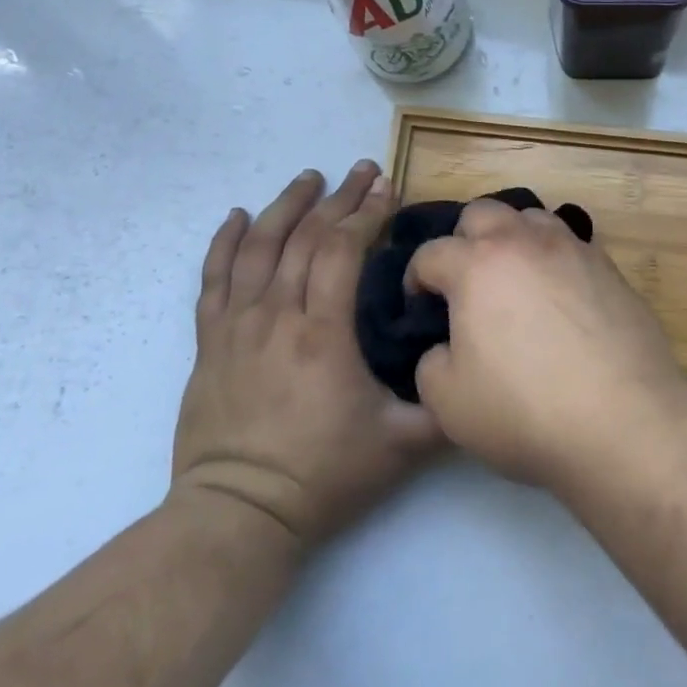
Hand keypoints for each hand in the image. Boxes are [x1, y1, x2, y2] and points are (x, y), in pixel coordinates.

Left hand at [172, 163, 441, 550]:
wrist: (238, 515)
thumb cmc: (323, 476)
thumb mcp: (402, 446)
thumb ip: (445, 405)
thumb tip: (476, 368)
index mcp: (322, 332)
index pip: (342, 250)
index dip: (366, 213)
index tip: (388, 188)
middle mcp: (276, 316)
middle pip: (305, 237)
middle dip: (338, 198)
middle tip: (363, 170)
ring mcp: (237, 326)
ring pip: (259, 247)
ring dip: (286, 206)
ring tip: (310, 177)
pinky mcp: (210, 343)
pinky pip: (213, 279)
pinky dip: (224, 242)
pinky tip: (237, 216)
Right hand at [405, 199, 686, 488]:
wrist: (623, 419)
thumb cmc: (524, 409)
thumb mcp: (447, 401)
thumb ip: (431, 362)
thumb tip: (445, 346)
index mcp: (477, 265)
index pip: (431, 253)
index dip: (415, 279)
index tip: (420, 306)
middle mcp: (524, 243)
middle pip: (482, 212)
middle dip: (463, 240)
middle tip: (465, 283)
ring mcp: (573, 249)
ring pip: (532, 218)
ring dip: (513, 238)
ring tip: (514, 278)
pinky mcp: (609, 268)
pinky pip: (571, 245)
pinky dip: (553, 258)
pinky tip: (557, 294)